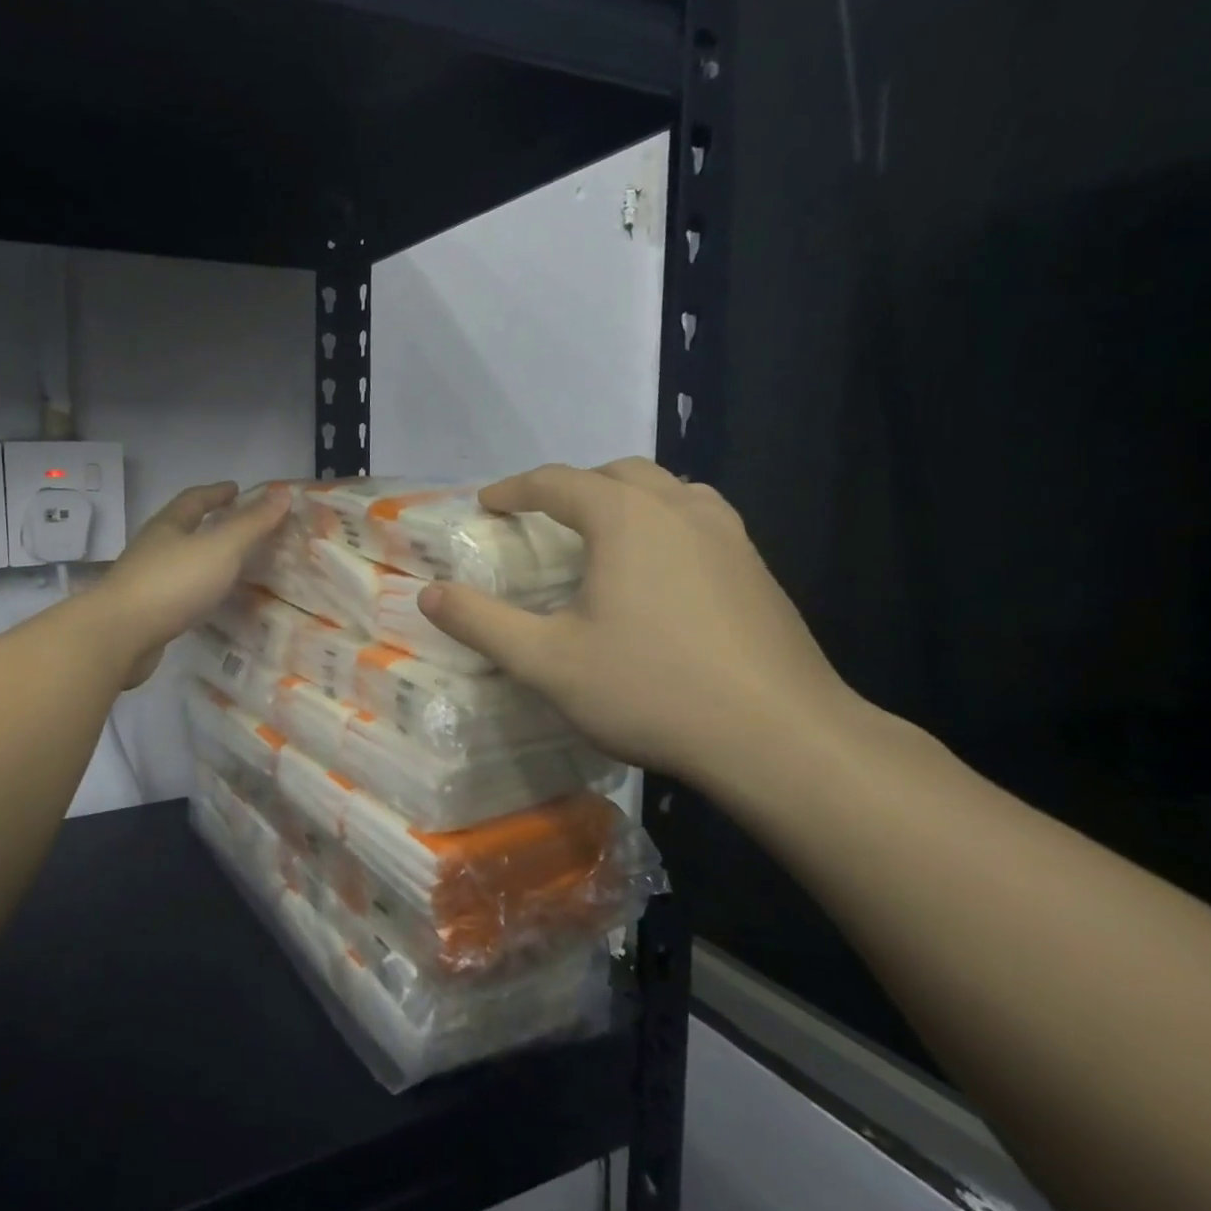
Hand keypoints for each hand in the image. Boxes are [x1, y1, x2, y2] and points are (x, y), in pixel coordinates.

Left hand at [93, 482, 291, 687]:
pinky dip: (196, 589)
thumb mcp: (221, 548)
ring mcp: (145, 581)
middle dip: (208, 523)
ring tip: (230, 565)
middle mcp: (153, 548)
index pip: (194, 499)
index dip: (216, 492)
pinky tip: (209, 601)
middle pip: (182, 528)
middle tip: (239, 526)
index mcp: (168, 526)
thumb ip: (252, 523)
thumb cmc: (173, 583)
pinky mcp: (145, 613)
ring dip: (202, 558)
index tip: (236, 489)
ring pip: (179, 561)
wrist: (120, 636)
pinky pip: (177, 592)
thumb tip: (282, 492)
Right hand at [418, 460, 853, 787]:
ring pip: (667, 489)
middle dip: (572, 485)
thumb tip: (428, 594)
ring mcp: (728, 535)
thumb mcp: (547, 662)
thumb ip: (481, 623)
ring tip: (602, 532)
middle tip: (541, 517)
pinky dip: (663, 522)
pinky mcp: (757, 569)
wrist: (781, 738)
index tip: (486, 505)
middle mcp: (679, 509)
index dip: (514, 489)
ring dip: (625, 497)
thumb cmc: (652, 689)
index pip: (556, 482)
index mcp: (624, 518)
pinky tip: (659, 569)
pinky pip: (699, 519)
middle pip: (616, 472)